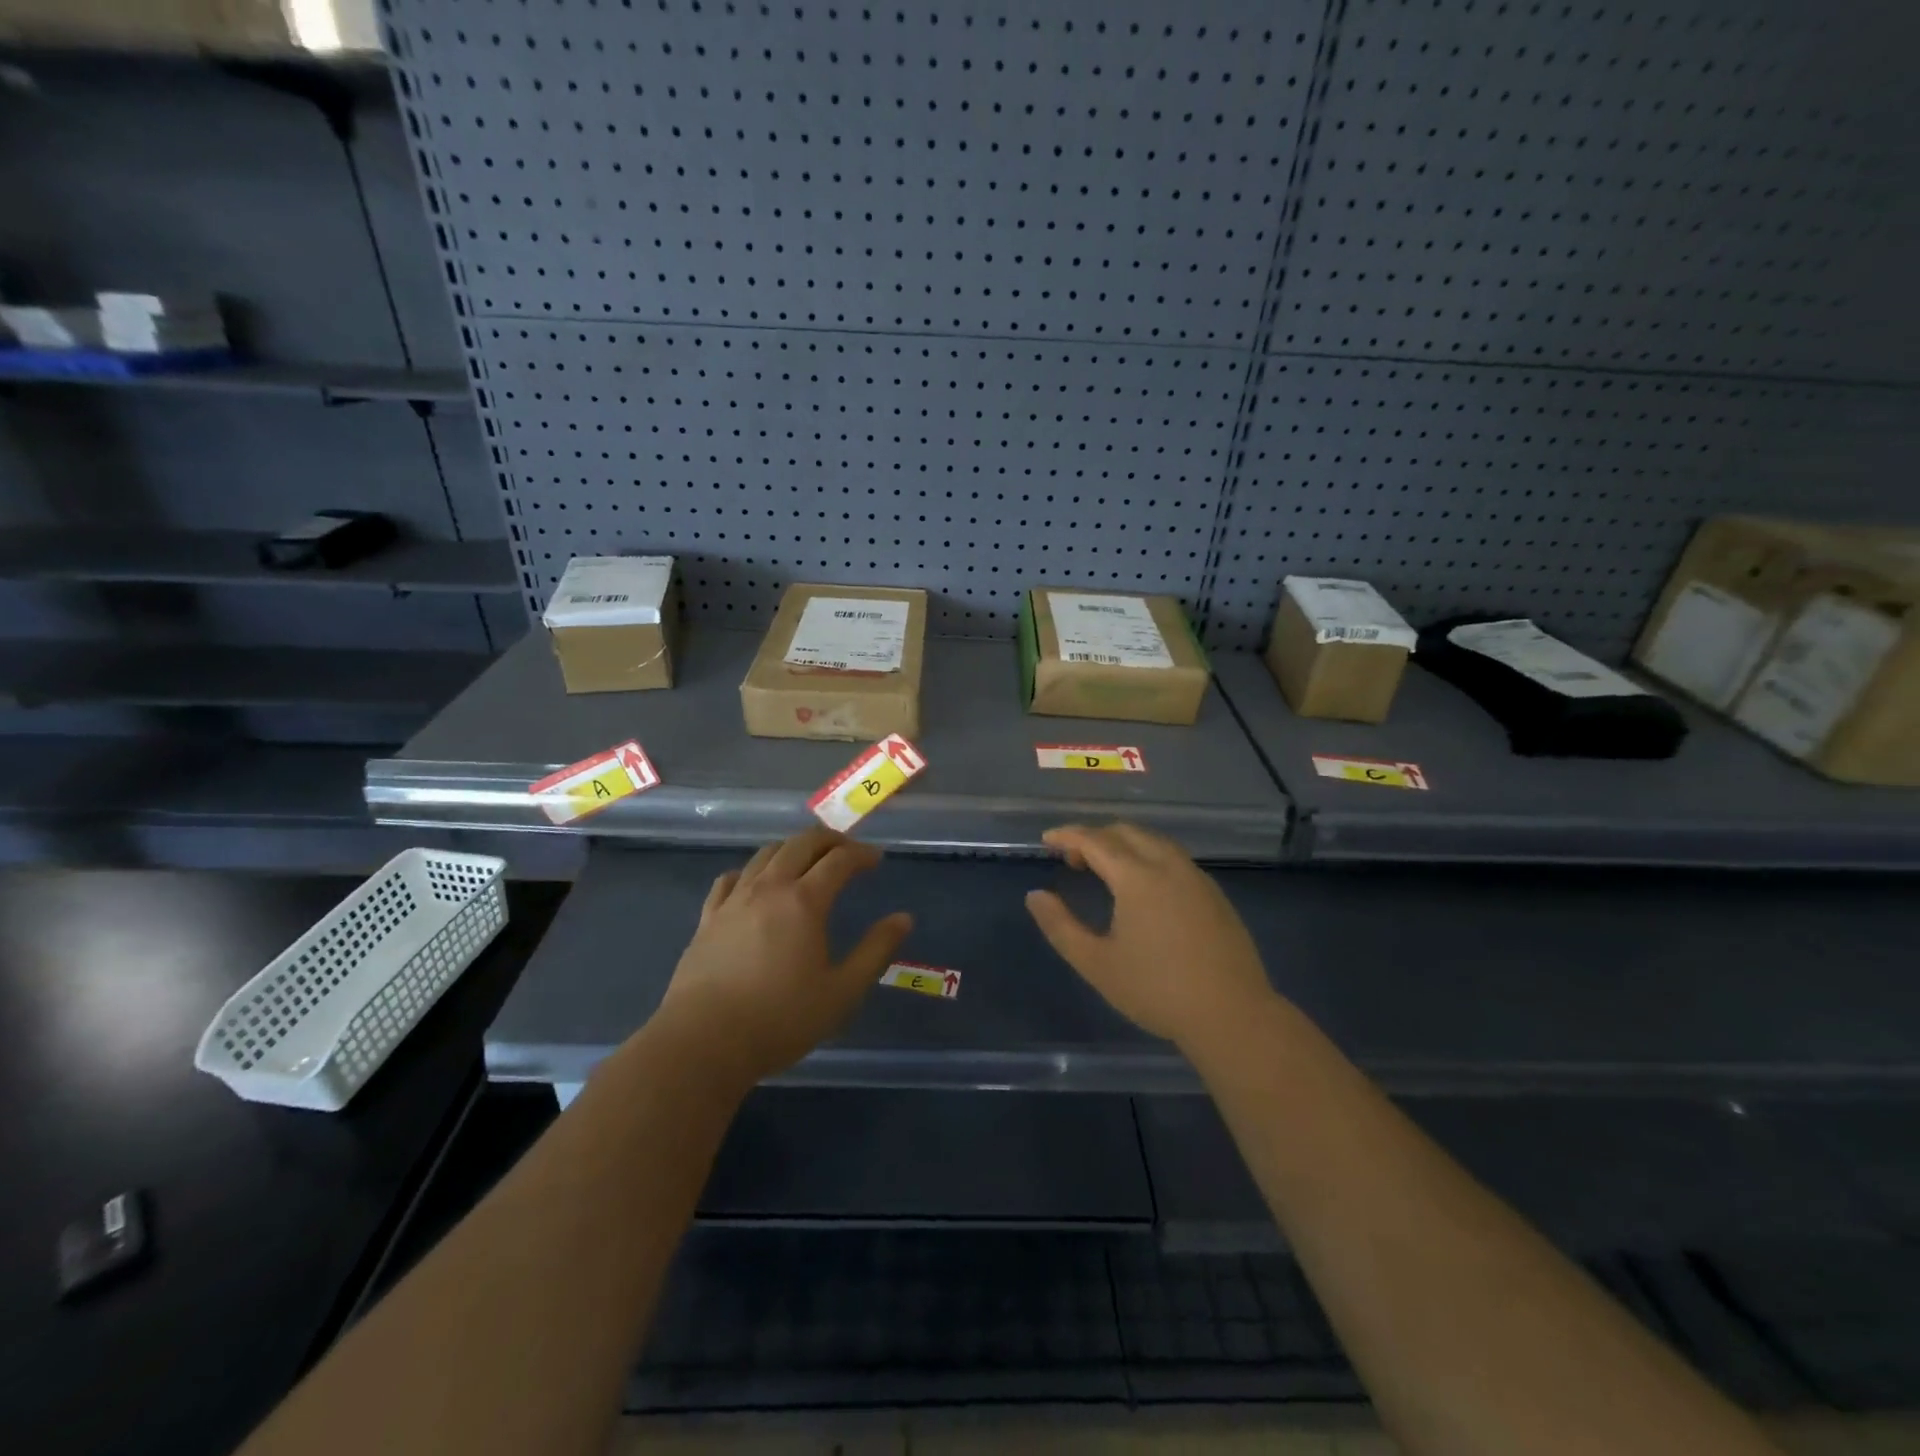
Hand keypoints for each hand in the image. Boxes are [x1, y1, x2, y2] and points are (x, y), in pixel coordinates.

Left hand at [654, 828, 911, 1087]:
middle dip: (829, 840)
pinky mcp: (708, 918)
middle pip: (801, 844)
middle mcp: (769, 888)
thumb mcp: (842, 992)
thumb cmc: (780, 1019)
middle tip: (847, 851)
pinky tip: (755, 883)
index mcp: (805, 901)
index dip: (862, 854)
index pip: (839, 860)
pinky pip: (731, 878)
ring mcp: (734, 900)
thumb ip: (875, 951)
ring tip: (807, 861)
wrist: (703, 1043)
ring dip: (793, 848)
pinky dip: (752, 871)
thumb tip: (903, 918)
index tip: (876, 859)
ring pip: (765, 854)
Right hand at [1025, 822, 1274, 1051]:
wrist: (1232, 1015)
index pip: (1095, 840)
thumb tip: (1035, 896)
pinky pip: (1173, 857)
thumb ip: (1060, 926)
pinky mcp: (1214, 894)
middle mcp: (1168, 865)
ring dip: (1123, 843)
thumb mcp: (1096, 964)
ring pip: (1153, 841)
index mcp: (1137, 877)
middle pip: (1126, 832)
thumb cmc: (1157, 991)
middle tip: (1072, 858)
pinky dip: (1147, 855)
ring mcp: (1196, 877)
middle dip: (1094, 836)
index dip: (1067, 835)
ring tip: (1104, 868)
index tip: (1046, 840)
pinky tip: (1143, 886)